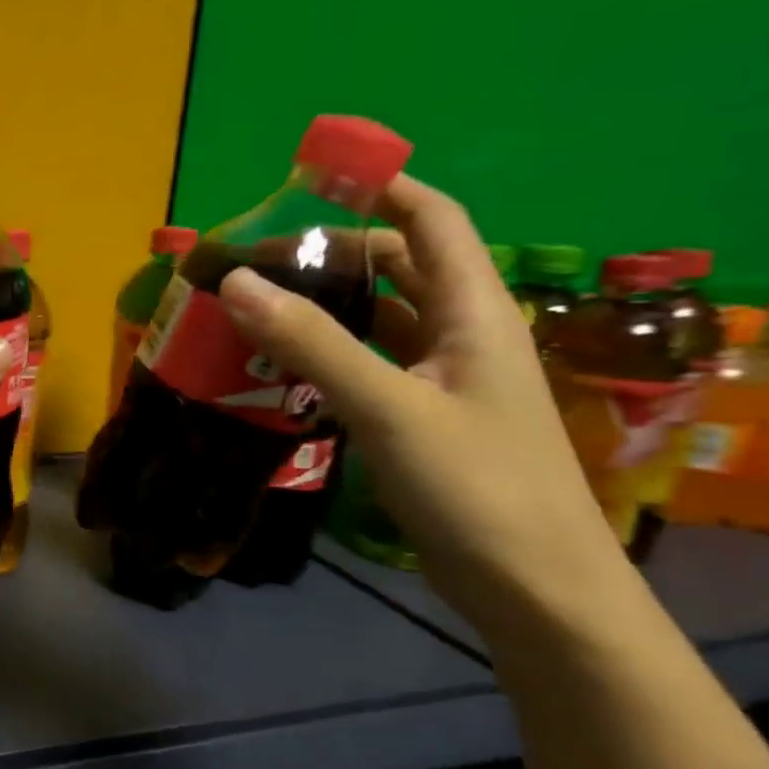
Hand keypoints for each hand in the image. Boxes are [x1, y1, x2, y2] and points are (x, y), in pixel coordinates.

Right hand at [215, 175, 628, 636]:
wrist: (532, 589)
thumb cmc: (476, 487)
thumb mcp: (390, 408)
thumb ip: (313, 342)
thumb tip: (235, 280)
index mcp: (473, 313)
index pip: (432, 221)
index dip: (381, 189)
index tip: (311, 179)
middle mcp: (460, 335)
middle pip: (396, 268)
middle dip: (331, 253)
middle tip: (254, 261)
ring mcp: (440, 380)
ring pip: (376, 320)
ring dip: (321, 306)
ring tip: (252, 308)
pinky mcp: (420, 418)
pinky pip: (364, 365)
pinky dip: (322, 354)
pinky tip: (276, 367)